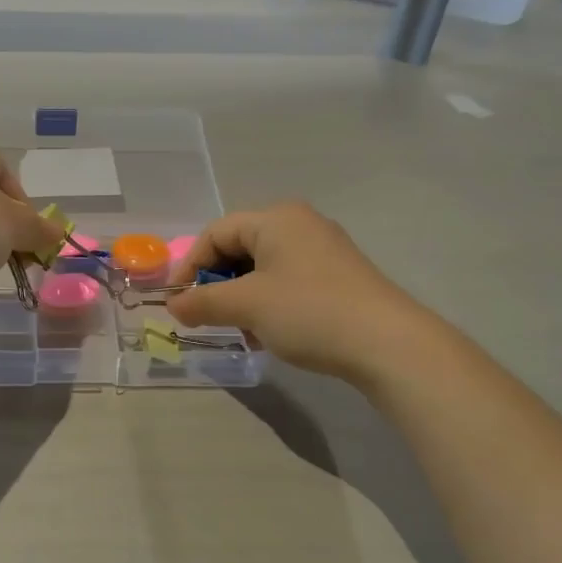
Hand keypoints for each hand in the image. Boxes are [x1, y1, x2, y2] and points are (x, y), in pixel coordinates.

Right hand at [164, 202, 434, 385]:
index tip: (178, 301)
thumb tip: (173, 305)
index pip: (216, 233)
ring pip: (263, 269)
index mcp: (275, 218)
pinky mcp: (339, 277)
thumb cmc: (308, 311)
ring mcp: (323, 250)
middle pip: (240, 248)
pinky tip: (270, 333)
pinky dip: (269, 303)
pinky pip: (288, 282)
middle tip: (206, 316)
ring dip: (242, 298)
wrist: (388, 344)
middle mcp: (300, 224)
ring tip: (240, 330)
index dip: (190, 266)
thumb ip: (202, 302)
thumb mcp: (246, 306)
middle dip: (217, 284)